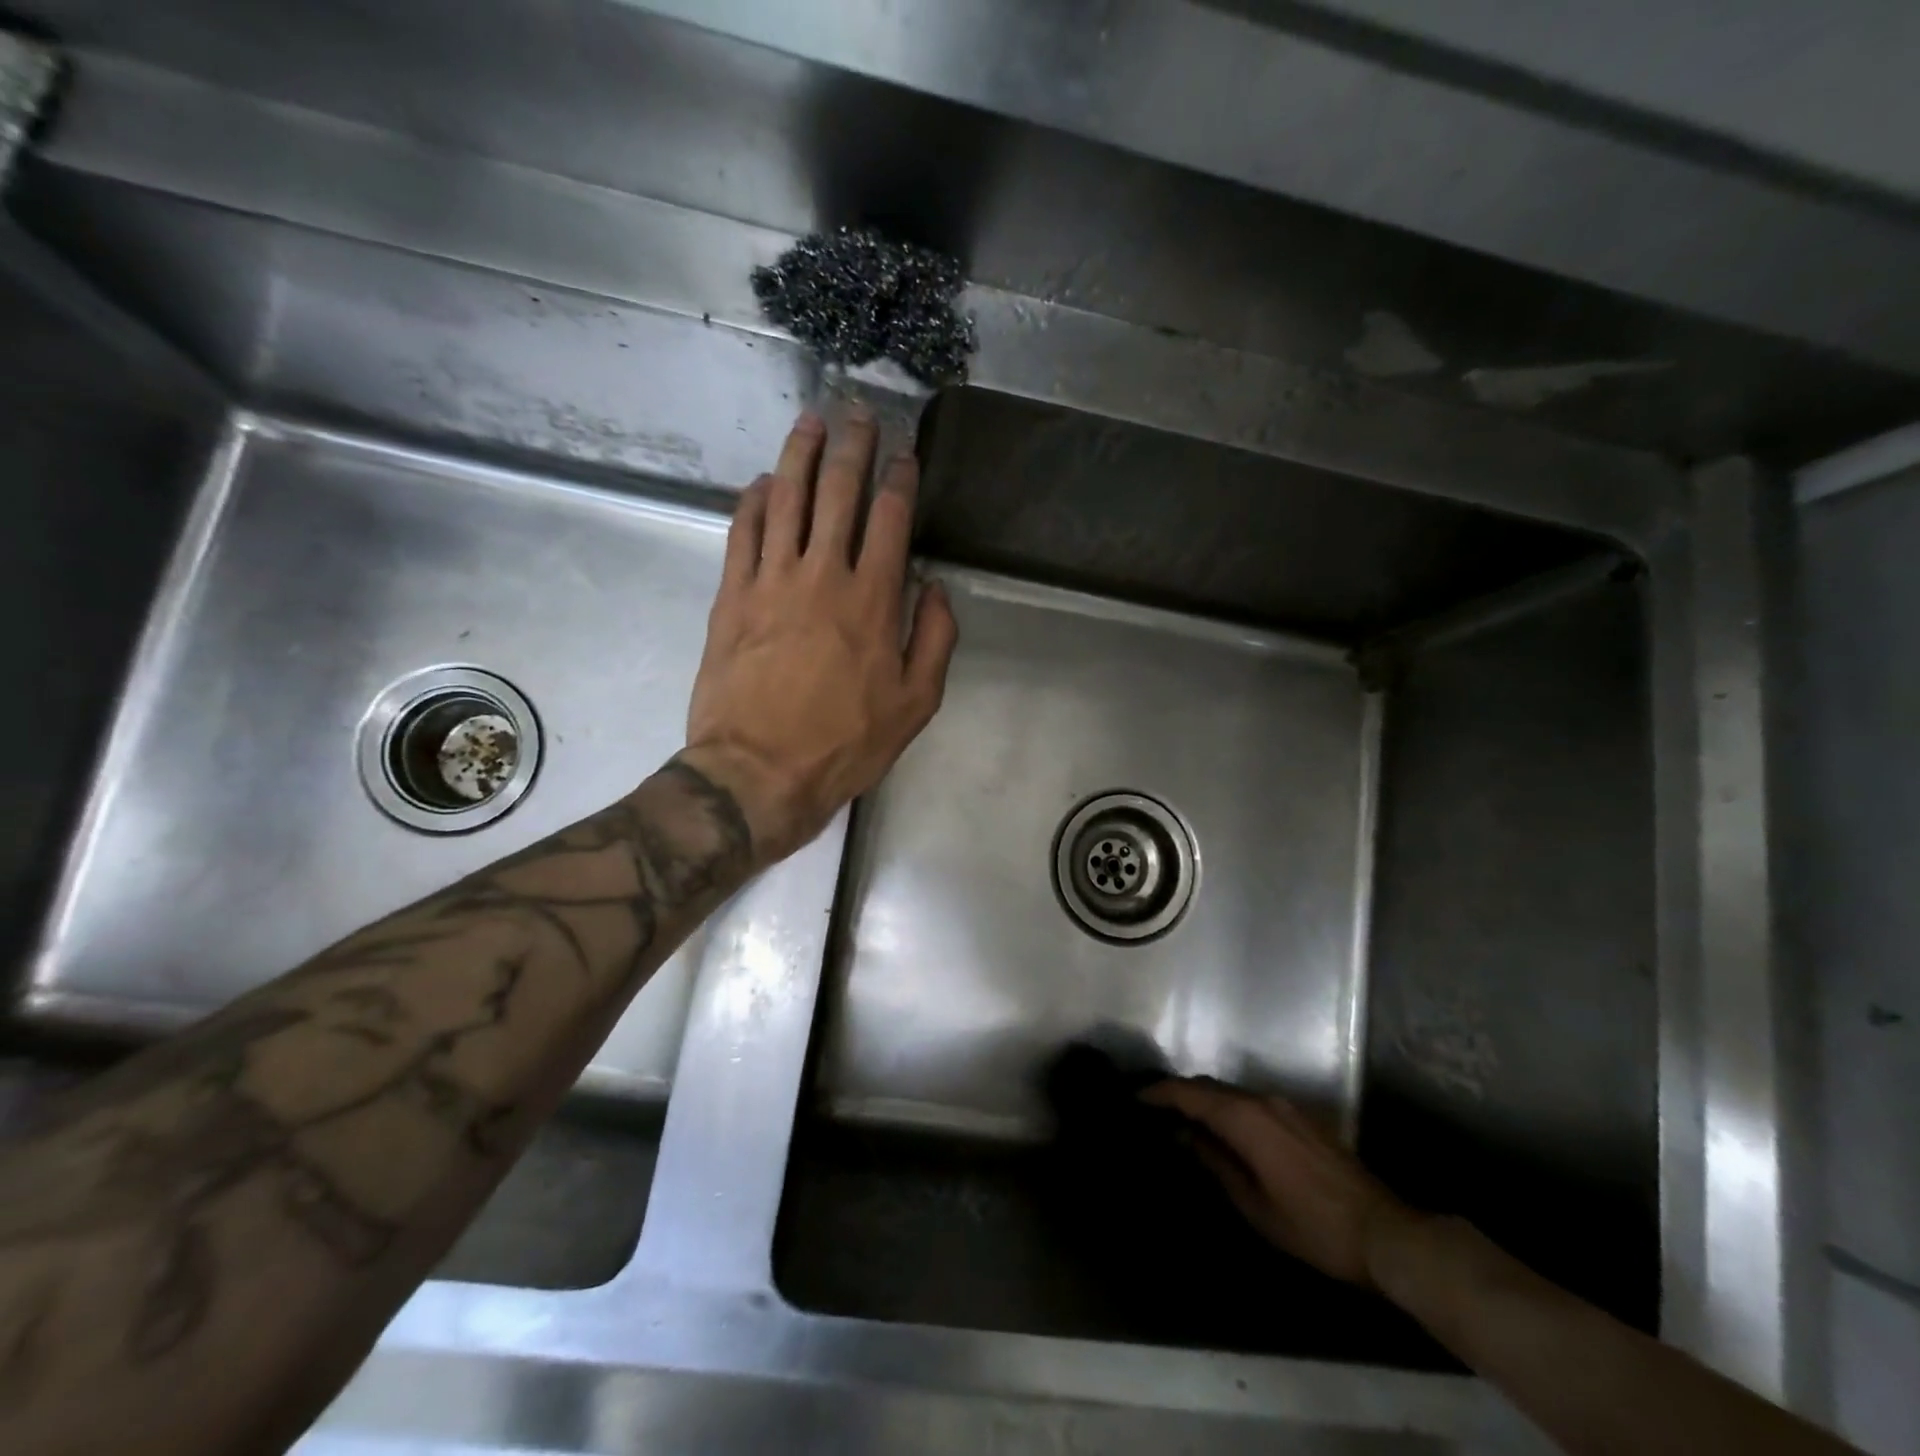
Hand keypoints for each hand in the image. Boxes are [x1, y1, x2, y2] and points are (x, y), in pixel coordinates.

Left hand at [682, 410, 957, 863]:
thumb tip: (935, 589)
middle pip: (837, 492)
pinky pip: (741, 532)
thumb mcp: (915, 704)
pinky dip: (751, 500)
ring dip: (799, 455)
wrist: (758, 772)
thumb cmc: (845, 743)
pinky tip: (759, 482)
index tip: (905, 454)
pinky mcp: (732, 596)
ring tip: (809, 421)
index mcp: (873, 600)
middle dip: (852, 446)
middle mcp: (822, 574)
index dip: (900, 478)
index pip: (891, 518)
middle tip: (857, 413)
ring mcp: (770, 580)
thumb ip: (935, 640)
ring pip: (785, 498)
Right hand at [1143, 1079, 1416, 1288]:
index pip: (1190, 1094)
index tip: (1134, 1098)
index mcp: (1246, 1118)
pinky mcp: (1302, 1117)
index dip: (1159, 1093)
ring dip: (1205, 1101)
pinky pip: (1252, 1101)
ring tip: (1182, 1120)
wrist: (1385, 1233)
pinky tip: (1223, 1130)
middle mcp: (1263, 1100)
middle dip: (1179, 1093)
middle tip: (1153, 1110)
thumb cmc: (1312, 1226)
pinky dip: (1229, 1108)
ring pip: (1232, 1093)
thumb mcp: (1254, 1204)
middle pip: (1210, 1087)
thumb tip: (1184, 1136)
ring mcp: (1286, 1105)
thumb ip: (1215, 1163)